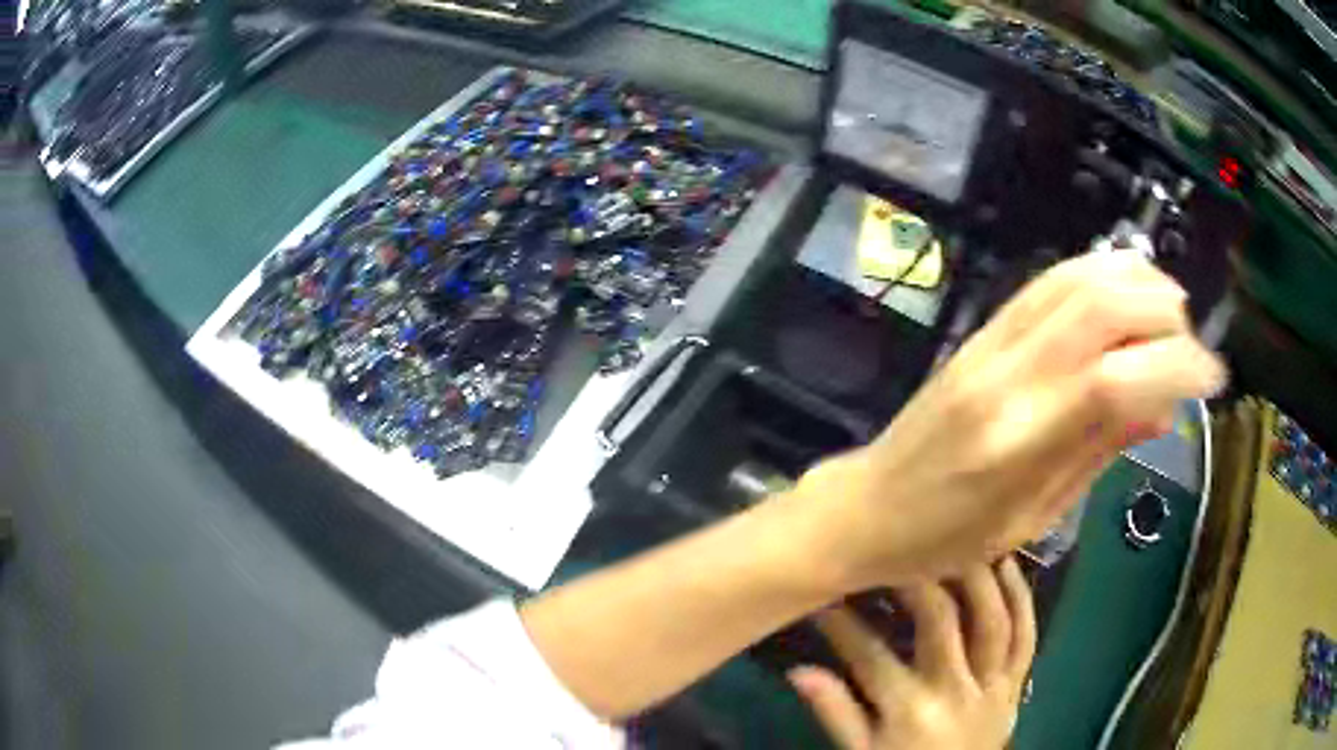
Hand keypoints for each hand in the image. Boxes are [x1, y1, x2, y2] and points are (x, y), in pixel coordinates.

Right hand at [789, 557, 1035, 749]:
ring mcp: (993, 685)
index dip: (842, 623)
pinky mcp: (1016, 685)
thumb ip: (835, 713)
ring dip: (978, 577)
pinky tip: (1009, 567)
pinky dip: (1022, 600)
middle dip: (915, 580)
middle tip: (896, 548)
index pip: (870, 655)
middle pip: (940, 623)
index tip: (822, 595)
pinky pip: (1026, 637)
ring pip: (993, 621)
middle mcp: (956, 689)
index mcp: (910, 710)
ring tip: (960, 540)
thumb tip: (798, 670)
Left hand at [792, 252, 1225, 587]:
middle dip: (1164, 313)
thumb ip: (1100, 452)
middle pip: (1101, 306)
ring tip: (1171, 310)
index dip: (1178, 367)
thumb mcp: (1033, 519)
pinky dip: (1097, 273)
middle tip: (1191, 345)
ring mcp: (990, 344)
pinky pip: (1048, 283)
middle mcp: (1009, 378)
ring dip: (1135, 280)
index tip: (1213, 378)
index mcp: (1021, 444)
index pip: (1117, 378)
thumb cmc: (947, 539)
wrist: (869, 505)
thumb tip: (1164, 406)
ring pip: (1076, 279)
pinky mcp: (981, 331)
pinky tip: (1125, 288)